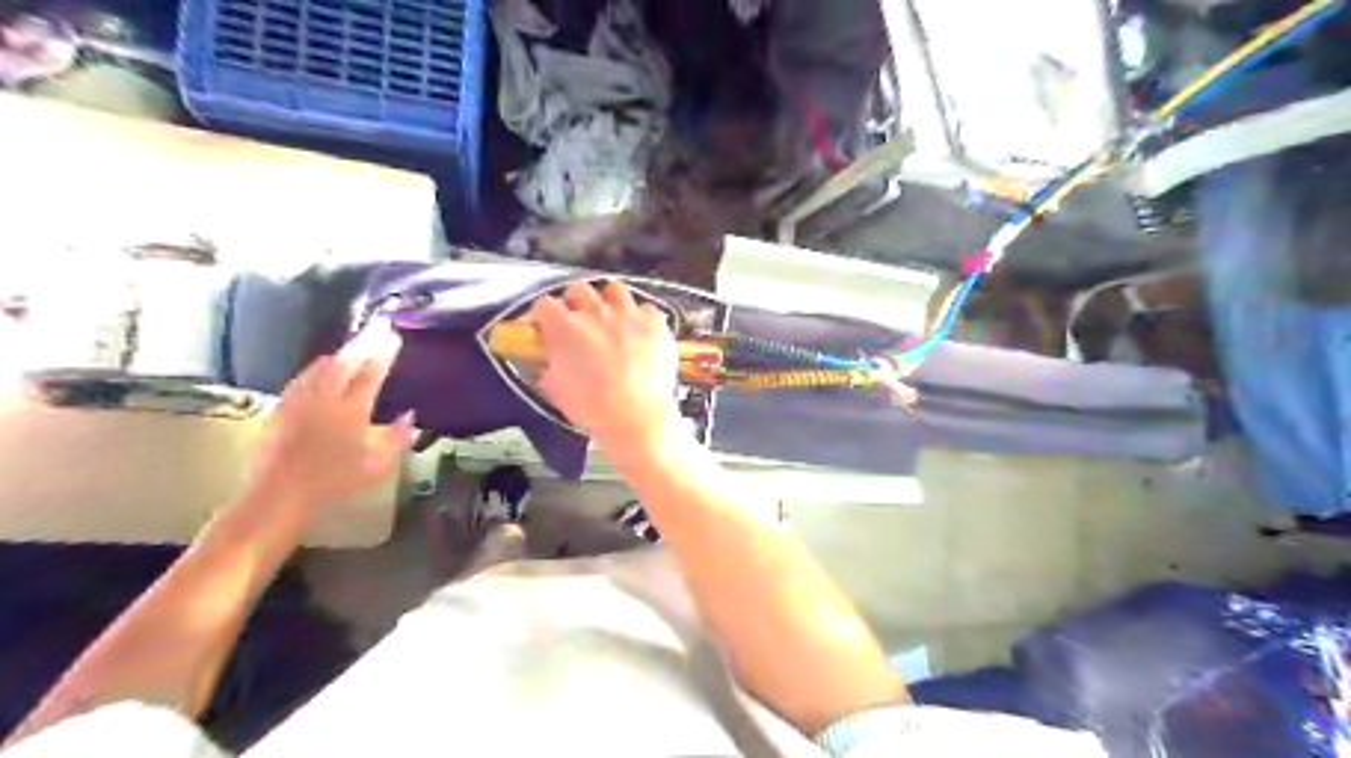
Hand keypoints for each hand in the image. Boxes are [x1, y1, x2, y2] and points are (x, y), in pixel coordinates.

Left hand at [250, 316, 411, 504]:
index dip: (384, 353)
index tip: (394, 337)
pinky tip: (323, 366)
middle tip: (379, 325)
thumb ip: (398, 438)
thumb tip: (409, 415)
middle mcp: (325, 398)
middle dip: (365, 341)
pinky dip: (320, 365)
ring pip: (323, 365)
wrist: (279, 493)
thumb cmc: (334, 482)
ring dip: (342, 351)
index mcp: (352, 411)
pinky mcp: (282, 405)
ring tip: (356, 343)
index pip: (372, 373)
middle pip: (346, 360)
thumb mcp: (377, 466)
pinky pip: (305, 375)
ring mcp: (301, 399)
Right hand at [535, 282, 682, 450]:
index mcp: (564, 328)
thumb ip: (548, 365)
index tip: (545, 326)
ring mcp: (628, 314)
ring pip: (614, 290)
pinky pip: (646, 309)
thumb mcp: (555, 390)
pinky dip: (641, 318)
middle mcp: (595, 313)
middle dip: (575, 303)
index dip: (543, 316)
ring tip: (611, 320)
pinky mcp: (655, 323)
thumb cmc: (593, 410)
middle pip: (579, 289)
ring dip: (609, 302)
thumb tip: (547, 360)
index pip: (544, 305)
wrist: (637, 419)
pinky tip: (640, 333)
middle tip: (579, 322)